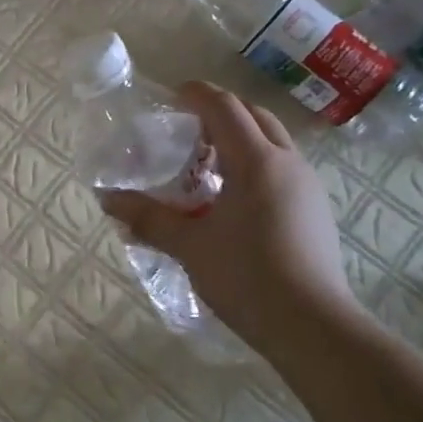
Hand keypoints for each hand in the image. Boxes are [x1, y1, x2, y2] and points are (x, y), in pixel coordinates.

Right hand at [99, 81, 360, 357]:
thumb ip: (148, 217)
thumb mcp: (189, 245)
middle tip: (186, 130)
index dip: (196, 94)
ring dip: (239, 139)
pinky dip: (254, 164)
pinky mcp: (315, 210)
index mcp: (256, 161)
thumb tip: (107, 199)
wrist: (312, 327)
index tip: (171, 95)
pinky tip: (231, 199)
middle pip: (254, 116)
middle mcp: (287, 163)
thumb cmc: (246, 277)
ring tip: (205, 165)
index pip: (225, 108)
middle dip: (220, 113)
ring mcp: (307, 186)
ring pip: (272, 142)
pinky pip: (281, 168)